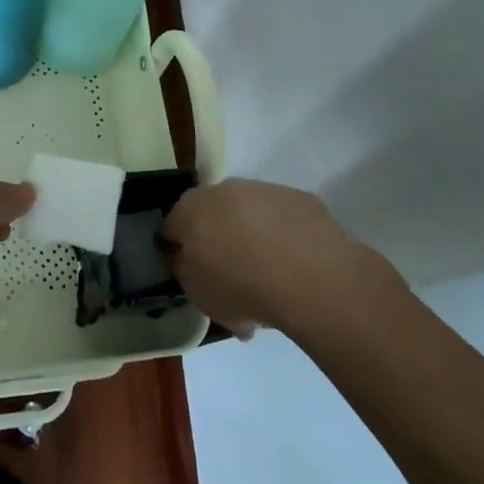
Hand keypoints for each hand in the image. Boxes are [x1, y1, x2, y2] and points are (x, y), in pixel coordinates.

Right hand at [161, 178, 401, 336]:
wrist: (313, 277)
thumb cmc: (243, 287)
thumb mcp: (199, 294)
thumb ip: (185, 271)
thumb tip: (186, 259)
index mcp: (190, 210)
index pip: (171, 227)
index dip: (178, 250)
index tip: (191, 273)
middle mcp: (222, 189)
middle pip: (211, 214)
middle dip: (216, 238)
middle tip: (229, 274)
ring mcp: (263, 189)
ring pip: (248, 212)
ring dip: (251, 234)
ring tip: (268, 274)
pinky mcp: (299, 197)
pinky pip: (282, 218)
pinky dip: (282, 235)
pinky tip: (294, 265)